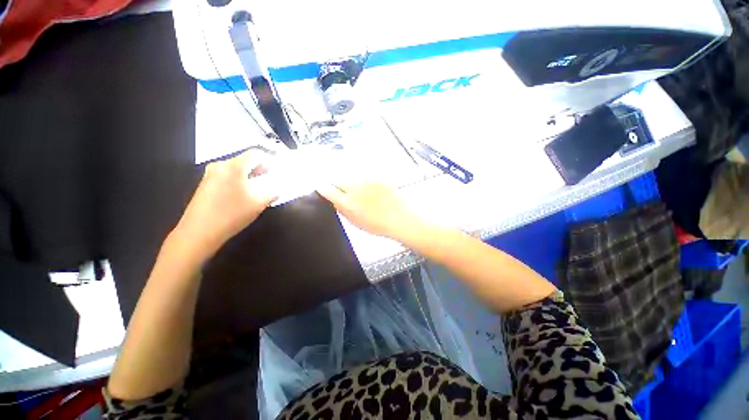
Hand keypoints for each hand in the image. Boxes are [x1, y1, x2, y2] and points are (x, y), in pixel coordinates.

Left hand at [174, 150, 277, 257]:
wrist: (199, 232)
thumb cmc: (232, 214)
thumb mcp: (258, 203)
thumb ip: (272, 192)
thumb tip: (278, 188)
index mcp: (234, 167)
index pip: (256, 154)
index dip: (269, 160)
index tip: (277, 171)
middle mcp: (220, 165)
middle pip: (245, 160)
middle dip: (260, 168)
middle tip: (271, 180)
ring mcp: (210, 174)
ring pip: (236, 168)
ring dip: (250, 175)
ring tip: (259, 188)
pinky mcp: (206, 183)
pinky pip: (227, 175)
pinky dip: (239, 180)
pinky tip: (243, 194)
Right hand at [317, 182, 425, 241]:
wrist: (401, 218)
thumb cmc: (379, 225)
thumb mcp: (356, 222)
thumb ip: (342, 210)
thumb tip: (334, 200)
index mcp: (348, 202)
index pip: (327, 189)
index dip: (323, 189)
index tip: (323, 189)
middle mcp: (355, 188)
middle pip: (338, 180)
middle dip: (337, 185)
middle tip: (343, 193)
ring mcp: (367, 181)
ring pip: (352, 177)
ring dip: (352, 183)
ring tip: (361, 194)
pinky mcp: (377, 177)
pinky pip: (365, 177)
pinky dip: (364, 182)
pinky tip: (372, 191)